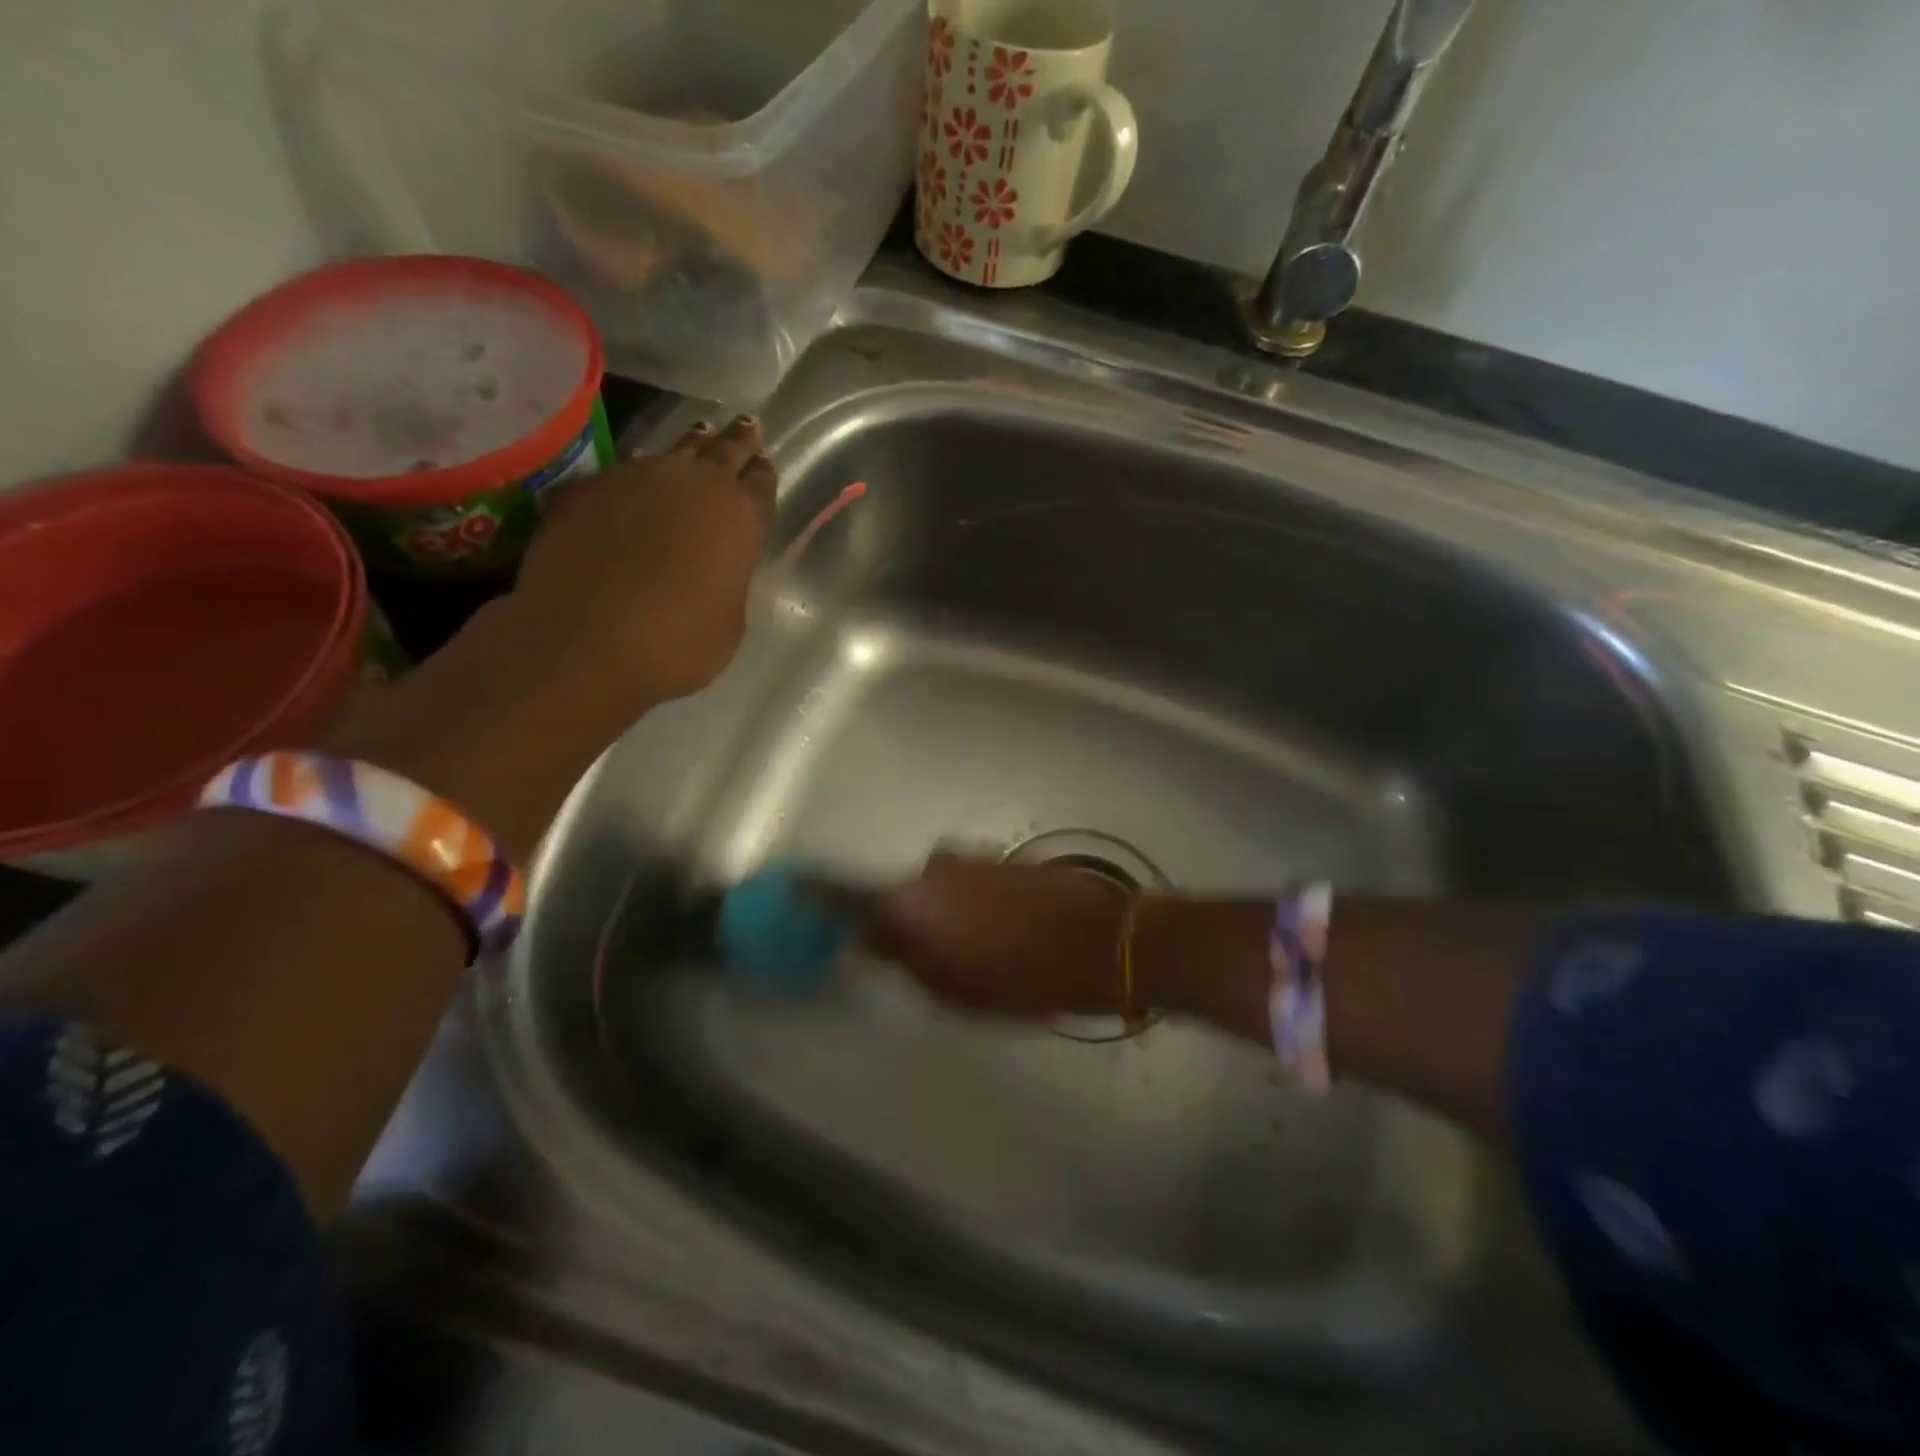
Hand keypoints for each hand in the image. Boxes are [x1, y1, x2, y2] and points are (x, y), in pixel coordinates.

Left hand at [321, 416, 775, 857]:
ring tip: (699, 435)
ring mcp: (635, 477)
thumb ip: (728, 578)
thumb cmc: (677, 644)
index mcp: (741, 517)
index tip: (765, 466)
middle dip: (739, 439)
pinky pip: (622, 473)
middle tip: (748, 427)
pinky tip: (635, 486)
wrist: (585, 641)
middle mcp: (694, 483)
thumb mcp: (729, 620)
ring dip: (690, 447)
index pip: (763, 482)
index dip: (764, 475)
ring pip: (672, 451)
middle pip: (724, 449)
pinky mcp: (586, 487)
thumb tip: (713, 563)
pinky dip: (636, 478)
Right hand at [865, 855, 1128, 1015]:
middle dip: (905, 926)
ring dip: (940, 914)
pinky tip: (994, 931)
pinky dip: (968, 904)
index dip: (853, 925)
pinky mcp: (1000, 857)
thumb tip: (873, 951)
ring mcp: (969, 858)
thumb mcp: (956, 994)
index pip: (858, 905)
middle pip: (900, 896)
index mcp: (912, 901)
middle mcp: (932, 868)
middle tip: (926, 963)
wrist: (1099, 940)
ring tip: (969, 951)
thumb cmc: (1021, 978)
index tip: (856, 943)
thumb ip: (908, 968)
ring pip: (936, 889)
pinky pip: (966, 882)